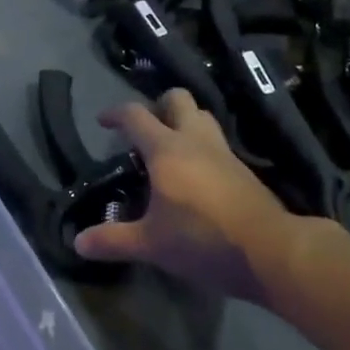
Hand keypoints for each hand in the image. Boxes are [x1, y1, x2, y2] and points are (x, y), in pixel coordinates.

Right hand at [73, 89, 349, 304]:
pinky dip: (202, 147)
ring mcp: (223, 151)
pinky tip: (196, 175)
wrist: (271, 251)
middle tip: (145, 132)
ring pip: (202, 116)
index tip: (103, 122)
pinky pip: (217, 143)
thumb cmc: (203, 239)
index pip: (135, 115)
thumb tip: (78, 242)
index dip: (115, 113)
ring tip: (170, 149)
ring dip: (184, 122)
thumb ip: (113, 239)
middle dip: (158, 106)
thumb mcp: (151, 244)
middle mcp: (194, 139)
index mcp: (166, 149)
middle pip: (177, 99)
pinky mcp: (243, 169)